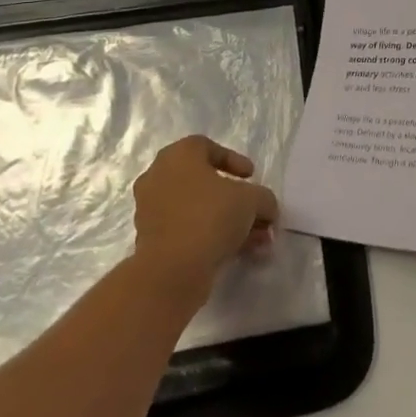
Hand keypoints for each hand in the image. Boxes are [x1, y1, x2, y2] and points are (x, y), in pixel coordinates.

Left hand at [131, 136, 280, 296]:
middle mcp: (158, 177)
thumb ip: (263, 199)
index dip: (233, 160)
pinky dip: (209, 236)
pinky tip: (237, 252)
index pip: (206, 147)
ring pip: (196, 209)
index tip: (251, 176)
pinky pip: (185, 230)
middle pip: (202, 181)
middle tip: (255, 211)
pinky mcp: (149, 239)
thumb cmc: (211, 216)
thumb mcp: (252, 200)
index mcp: (178, 156)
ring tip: (255, 240)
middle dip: (234, 198)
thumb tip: (266, 208)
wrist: (172, 269)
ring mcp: (150, 209)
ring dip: (226, 221)